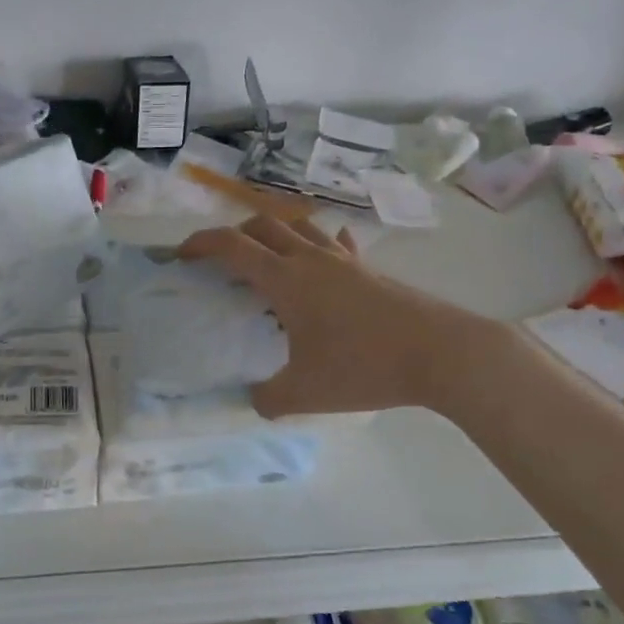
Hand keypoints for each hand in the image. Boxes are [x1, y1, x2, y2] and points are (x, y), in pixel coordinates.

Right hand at [177, 215, 500, 418]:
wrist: (442, 353)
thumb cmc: (365, 367)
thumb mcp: (306, 393)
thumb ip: (268, 398)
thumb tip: (253, 399)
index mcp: (285, 279)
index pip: (231, 246)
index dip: (200, 244)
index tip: (181, 255)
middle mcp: (310, 258)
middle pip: (262, 224)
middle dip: (234, 234)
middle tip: (221, 259)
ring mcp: (344, 260)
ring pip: (299, 226)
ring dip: (274, 231)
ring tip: (267, 255)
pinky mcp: (371, 269)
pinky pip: (337, 244)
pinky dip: (319, 244)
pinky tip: (324, 258)